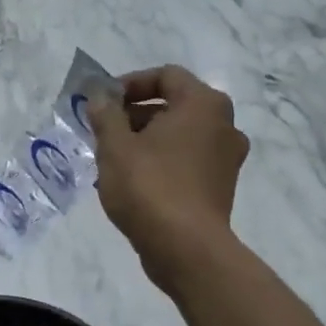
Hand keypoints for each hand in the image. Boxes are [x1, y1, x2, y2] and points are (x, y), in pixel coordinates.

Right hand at [92, 65, 248, 284]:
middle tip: (103, 131)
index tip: (103, 103)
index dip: (130, 84)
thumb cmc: (149, 187)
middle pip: (173, 105)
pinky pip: (186, 161)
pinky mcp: (220, 187)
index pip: (166, 76)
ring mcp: (226, 158)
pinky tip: (131, 182)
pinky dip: (161, 162)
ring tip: (111, 159)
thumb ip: (105, 113)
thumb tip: (99, 95)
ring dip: (145, 140)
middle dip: (134, 114)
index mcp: (203, 104)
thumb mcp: (115, 146)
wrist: (186, 250)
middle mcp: (224, 125)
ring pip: (179, 135)